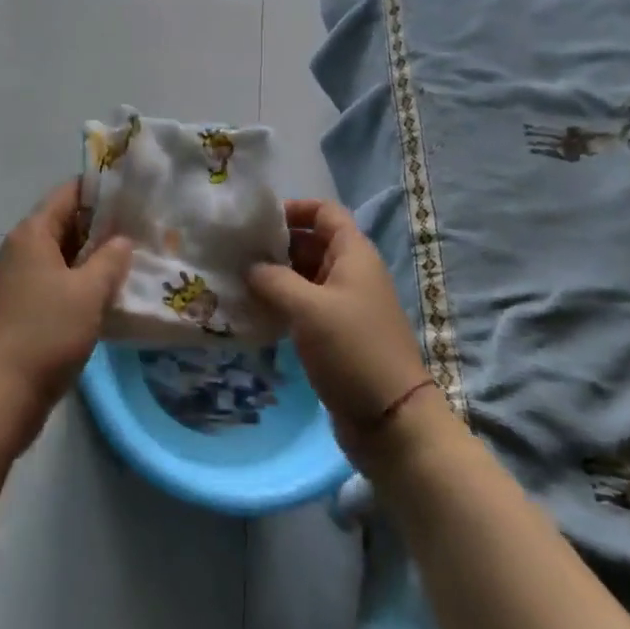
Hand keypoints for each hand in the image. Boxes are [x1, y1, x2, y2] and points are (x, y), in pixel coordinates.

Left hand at [0, 180, 132, 446]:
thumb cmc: (45, 333)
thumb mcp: (88, 292)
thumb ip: (110, 259)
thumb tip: (122, 239)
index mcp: (32, 233)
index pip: (69, 193)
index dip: (102, 191)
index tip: (135, 197)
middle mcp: (21, 248)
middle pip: (65, 223)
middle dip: (102, 228)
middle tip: (143, 233)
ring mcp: (17, 280)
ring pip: (62, 257)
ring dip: (93, 260)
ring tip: (132, 264)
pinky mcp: (20, 308)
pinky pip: (55, 283)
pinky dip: (79, 284)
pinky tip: (107, 298)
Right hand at [247, 199, 431, 462]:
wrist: (392, 420)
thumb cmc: (353, 350)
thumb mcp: (307, 309)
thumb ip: (273, 280)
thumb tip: (249, 267)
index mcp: (354, 254)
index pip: (324, 212)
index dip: (294, 209)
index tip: (258, 221)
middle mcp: (352, 272)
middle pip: (312, 242)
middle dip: (277, 244)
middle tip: (238, 252)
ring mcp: (346, 304)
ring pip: (306, 275)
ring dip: (276, 276)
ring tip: (239, 280)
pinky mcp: (338, 333)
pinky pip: (306, 304)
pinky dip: (283, 302)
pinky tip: (256, 311)